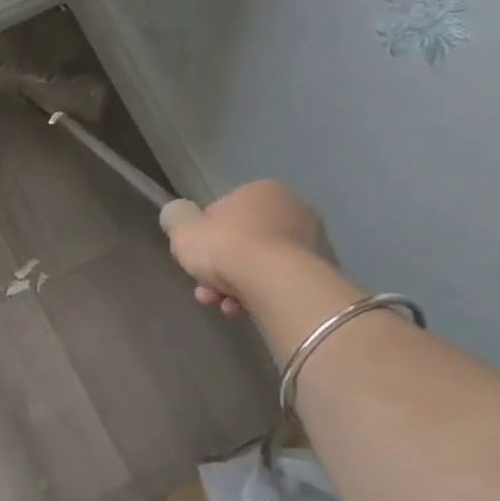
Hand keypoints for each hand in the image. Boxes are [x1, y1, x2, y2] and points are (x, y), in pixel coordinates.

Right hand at [163, 180, 332, 316]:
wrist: (277, 283)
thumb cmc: (227, 247)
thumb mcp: (183, 230)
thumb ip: (177, 219)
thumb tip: (179, 216)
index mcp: (261, 190)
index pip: (222, 213)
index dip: (203, 238)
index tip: (194, 258)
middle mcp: (293, 209)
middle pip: (242, 241)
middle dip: (220, 268)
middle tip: (205, 289)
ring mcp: (313, 242)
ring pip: (260, 265)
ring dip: (236, 285)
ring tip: (223, 306)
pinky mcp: (322, 273)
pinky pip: (279, 283)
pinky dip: (260, 296)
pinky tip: (244, 310)